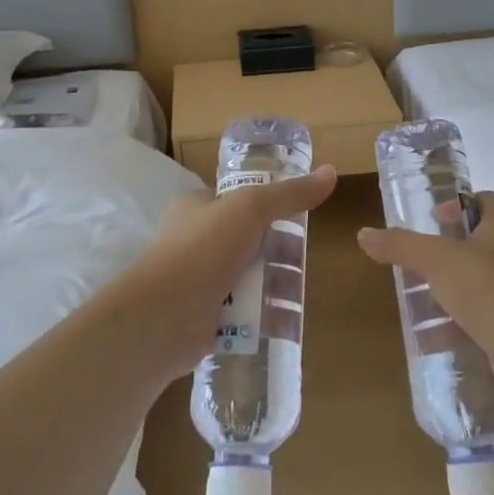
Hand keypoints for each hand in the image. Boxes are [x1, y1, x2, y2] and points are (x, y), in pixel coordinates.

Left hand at [112, 165, 337, 377]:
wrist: (163, 316)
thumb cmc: (203, 249)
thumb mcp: (250, 208)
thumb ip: (289, 194)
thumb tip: (330, 172)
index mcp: (197, 208)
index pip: (238, 201)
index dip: (268, 206)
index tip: (299, 218)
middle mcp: (195, 242)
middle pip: (248, 242)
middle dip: (277, 252)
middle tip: (304, 262)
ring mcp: (199, 281)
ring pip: (248, 279)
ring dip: (273, 287)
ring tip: (300, 295)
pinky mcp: (205, 318)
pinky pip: (242, 313)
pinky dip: (263, 317)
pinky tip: (287, 323)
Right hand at [356, 192, 493, 408]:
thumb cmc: (490, 290)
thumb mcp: (437, 260)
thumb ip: (401, 245)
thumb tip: (364, 234)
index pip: (483, 200)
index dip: (456, 205)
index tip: (431, 221)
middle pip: (476, 242)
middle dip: (442, 254)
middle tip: (414, 263)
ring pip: (476, 282)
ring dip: (445, 291)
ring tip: (415, 301)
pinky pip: (480, 316)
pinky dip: (456, 324)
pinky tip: (430, 338)